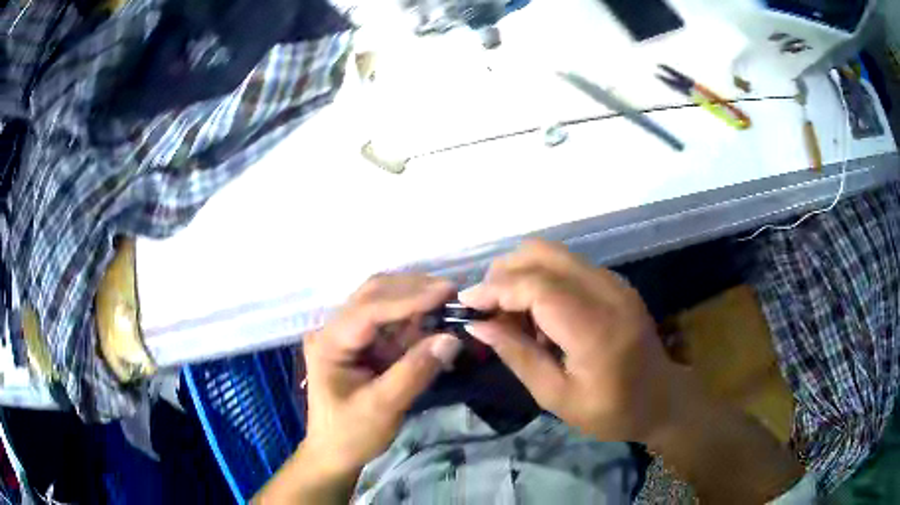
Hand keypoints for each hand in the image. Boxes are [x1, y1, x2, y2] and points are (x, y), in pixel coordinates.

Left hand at [302, 274, 462, 475]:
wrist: (335, 453)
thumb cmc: (351, 433)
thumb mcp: (383, 408)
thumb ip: (414, 372)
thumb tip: (451, 338)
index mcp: (329, 343)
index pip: (368, 310)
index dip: (407, 298)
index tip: (445, 291)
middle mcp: (335, 330)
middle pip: (372, 295)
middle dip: (412, 290)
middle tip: (451, 292)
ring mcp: (348, 335)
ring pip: (382, 302)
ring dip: (414, 300)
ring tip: (448, 301)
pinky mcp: (362, 344)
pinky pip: (390, 322)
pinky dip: (413, 318)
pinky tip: (435, 318)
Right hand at [460, 240, 690, 443]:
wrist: (663, 399)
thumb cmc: (612, 410)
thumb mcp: (557, 397)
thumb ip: (517, 356)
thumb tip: (478, 326)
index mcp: (595, 327)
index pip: (536, 286)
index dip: (495, 289)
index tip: (466, 304)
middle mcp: (606, 291)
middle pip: (542, 253)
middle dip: (504, 273)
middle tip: (487, 309)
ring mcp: (614, 282)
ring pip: (553, 253)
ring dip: (522, 274)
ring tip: (512, 315)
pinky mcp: (615, 282)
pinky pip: (567, 265)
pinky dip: (542, 279)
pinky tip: (540, 315)